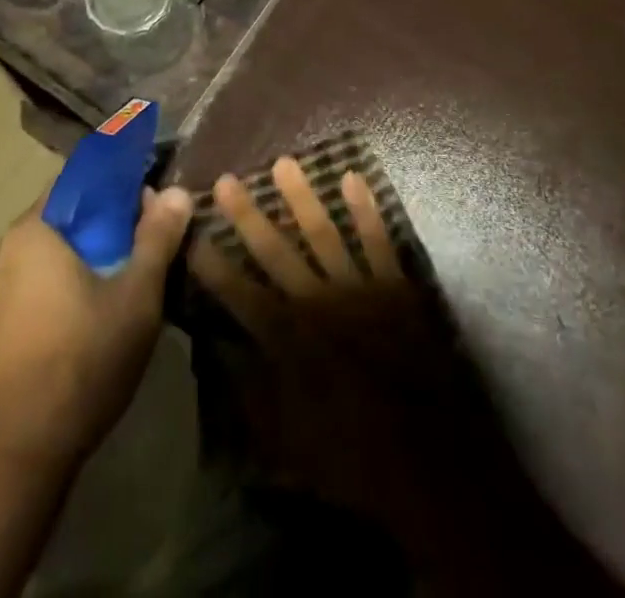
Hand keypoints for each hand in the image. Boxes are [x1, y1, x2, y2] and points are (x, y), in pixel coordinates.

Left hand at [0, 183, 193, 597]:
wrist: (4, 467)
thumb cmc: (77, 366)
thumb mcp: (136, 299)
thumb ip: (157, 238)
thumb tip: (176, 192)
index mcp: (35, 229)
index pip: (82, 177)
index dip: (122, 183)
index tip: (153, 201)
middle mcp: (4, 251)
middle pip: (67, 218)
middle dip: (109, 226)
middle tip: (146, 249)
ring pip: (49, 257)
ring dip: (86, 261)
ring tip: (123, 288)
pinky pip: (31, 291)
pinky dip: (61, 292)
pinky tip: (85, 328)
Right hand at [190, 158, 623, 595]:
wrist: (432, 461)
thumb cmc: (355, 456)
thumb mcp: (290, 444)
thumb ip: (254, 396)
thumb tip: (226, 352)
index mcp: (291, 344)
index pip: (241, 296)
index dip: (214, 266)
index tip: (193, 236)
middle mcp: (320, 305)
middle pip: (276, 253)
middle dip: (248, 217)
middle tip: (226, 180)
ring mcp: (361, 290)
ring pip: (325, 234)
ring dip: (302, 198)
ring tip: (284, 163)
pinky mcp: (396, 286)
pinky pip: (380, 240)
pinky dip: (367, 210)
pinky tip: (354, 178)